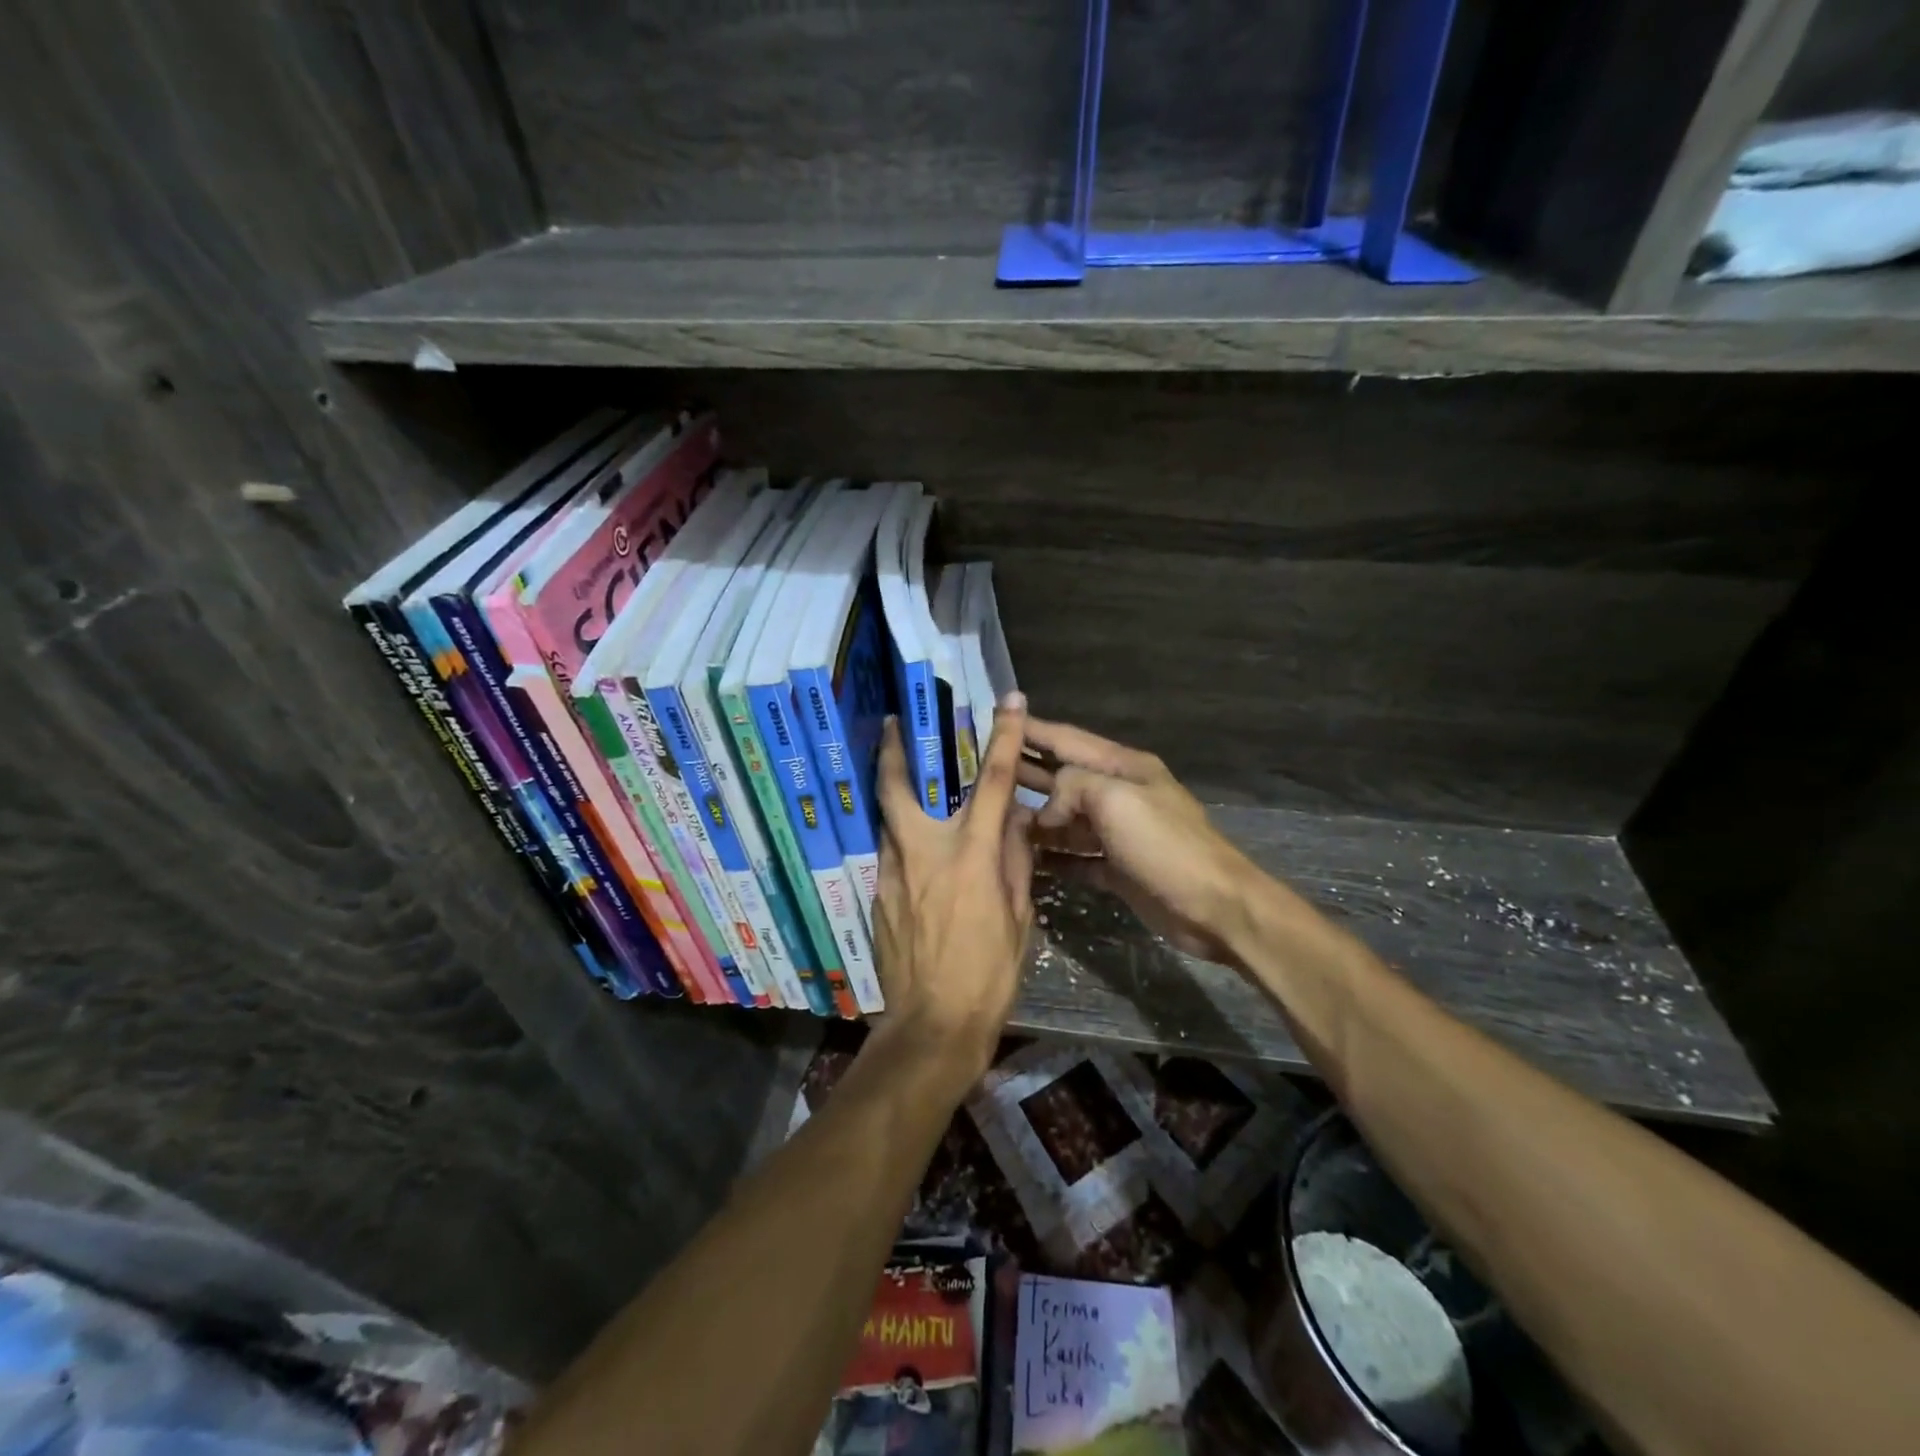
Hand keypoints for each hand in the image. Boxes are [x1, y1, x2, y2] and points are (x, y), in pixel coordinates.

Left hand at [872, 692, 1036, 1081]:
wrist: (932, 1026)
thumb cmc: (989, 975)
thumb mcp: (1020, 919)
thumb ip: (1016, 863)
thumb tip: (1017, 824)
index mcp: (971, 856)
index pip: (995, 783)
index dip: (1005, 738)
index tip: (1010, 702)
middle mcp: (925, 853)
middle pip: (899, 787)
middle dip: (893, 749)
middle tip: (890, 723)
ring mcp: (894, 873)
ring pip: (887, 819)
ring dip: (893, 794)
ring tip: (903, 782)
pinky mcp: (878, 896)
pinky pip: (889, 854)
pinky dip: (900, 840)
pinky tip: (912, 852)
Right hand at [1019, 719, 1261, 965]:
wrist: (1215, 907)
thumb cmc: (1165, 845)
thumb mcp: (1116, 799)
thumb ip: (1072, 787)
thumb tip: (1047, 811)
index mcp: (1123, 768)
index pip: (1067, 740)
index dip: (1032, 729)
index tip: (999, 717)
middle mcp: (1119, 795)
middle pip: (1063, 778)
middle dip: (1026, 773)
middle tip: (983, 770)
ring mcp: (1118, 834)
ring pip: (1067, 821)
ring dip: (1035, 819)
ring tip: (995, 819)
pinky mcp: (1118, 869)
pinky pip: (1076, 857)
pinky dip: (1054, 858)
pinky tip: (1026, 860)